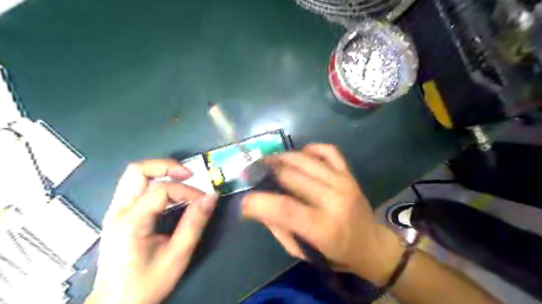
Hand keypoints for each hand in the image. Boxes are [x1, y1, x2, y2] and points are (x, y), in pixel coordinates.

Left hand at [86, 159, 217, 303]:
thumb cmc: (146, 283)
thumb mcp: (177, 255)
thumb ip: (195, 223)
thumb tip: (212, 197)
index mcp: (131, 221)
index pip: (162, 190)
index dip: (187, 191)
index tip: (204, 200)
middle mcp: (118, 210)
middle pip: (138, 170)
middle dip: (167, 166)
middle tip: (190, 174)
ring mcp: (115, 211)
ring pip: (134, 175)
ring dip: (160, 172)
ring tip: (183, 180)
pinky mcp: (118, 214)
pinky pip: (136, 187)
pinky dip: (155, 182)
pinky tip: (171, 194)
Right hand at [242, 143, 401, 283]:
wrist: (371, 245)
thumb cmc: (335, 254)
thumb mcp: (302, 252)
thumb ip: (278, 228)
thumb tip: (257, 205)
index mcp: (323, 227)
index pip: (284, 208)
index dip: (258, 202)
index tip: (244, 202)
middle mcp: (335, 199)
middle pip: (291, 175)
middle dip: (265, 172)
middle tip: (253, 174)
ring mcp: (344, 181)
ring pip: (305, 159)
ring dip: (281, 157)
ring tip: (269, 162)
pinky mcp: (349, 173)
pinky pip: (328, 150)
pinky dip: (310, 148)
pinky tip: (300, 155)